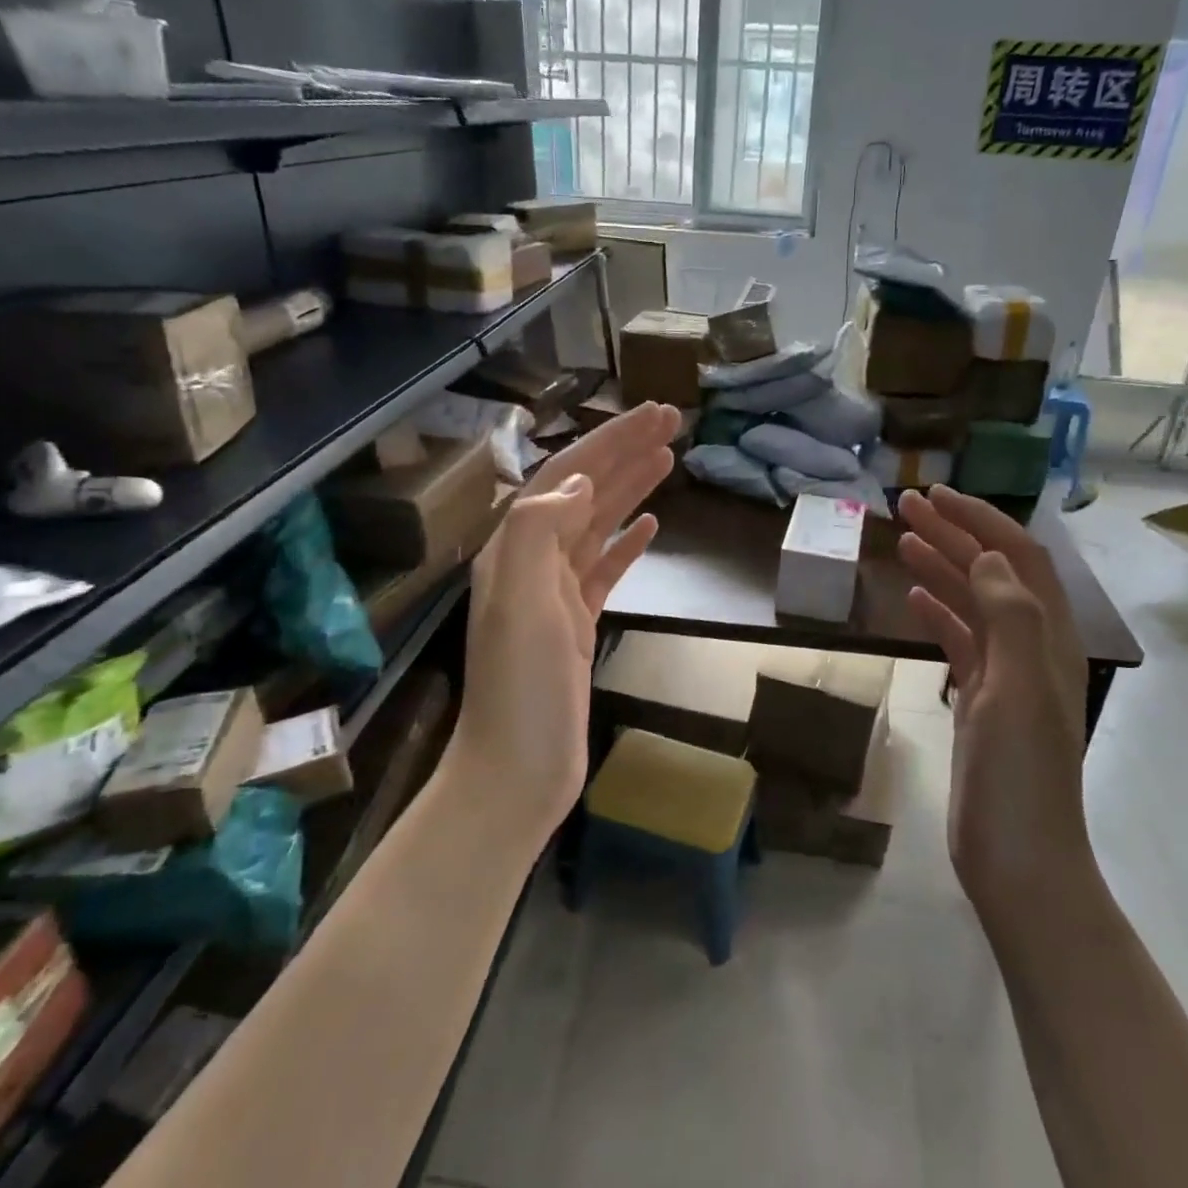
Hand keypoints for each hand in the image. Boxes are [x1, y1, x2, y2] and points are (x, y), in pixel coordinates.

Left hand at [449, 403, 680, 835]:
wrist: (517, 772)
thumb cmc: (520, 689)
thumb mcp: (519, 602)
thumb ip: (538, 531)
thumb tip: (578, 481)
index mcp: (515, 549)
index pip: (565, 475)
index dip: (608, 442)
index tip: (653, 415)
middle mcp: (532, 562)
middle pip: (584, 491)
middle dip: (625, 453)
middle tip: (672, 422)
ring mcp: (556, 595)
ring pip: (598, 525)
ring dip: (630, 488)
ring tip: (668, 459)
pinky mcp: (577, 624)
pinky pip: (604, 569)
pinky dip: (626, 542)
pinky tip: (650, 526)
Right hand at [897, 487, 1089, 910]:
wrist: (1017, 861)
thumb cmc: (1020, 777)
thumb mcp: (1019, 691)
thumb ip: (1011, 618)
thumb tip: (988, 557)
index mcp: (1047, 639)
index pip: (1017, 559)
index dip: (981, 521)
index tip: (937, 494)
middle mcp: (1030, 649)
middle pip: (992, 574)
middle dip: (955, 533)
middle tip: (907, 504)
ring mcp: (1004, 677)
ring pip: (972, 604)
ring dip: (943, 565)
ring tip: (905, 538)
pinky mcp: (979, 702)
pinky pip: (959, 641)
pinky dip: (939, 612)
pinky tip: (915, 597)